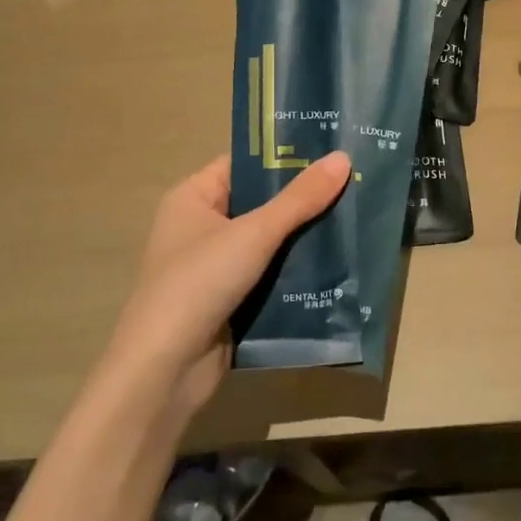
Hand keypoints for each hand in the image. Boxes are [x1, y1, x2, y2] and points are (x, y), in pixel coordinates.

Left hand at [96, 151, 351, 427]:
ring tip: (356, 217)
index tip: (333, 149)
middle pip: (261, 201)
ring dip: (305, 236)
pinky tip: (338, 263)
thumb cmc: (199, 284)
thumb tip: (343, 157)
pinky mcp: (230, 300)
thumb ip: (299, 198)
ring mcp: (215, 265)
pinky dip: (297, 270)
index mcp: (194, 197)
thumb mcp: (254, 234)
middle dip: (304, 198)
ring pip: (270, 240)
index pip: (245, 163)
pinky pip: (270, 274)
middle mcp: (201, 225)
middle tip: (355, 181)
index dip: (286, 155)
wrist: (164, 372)